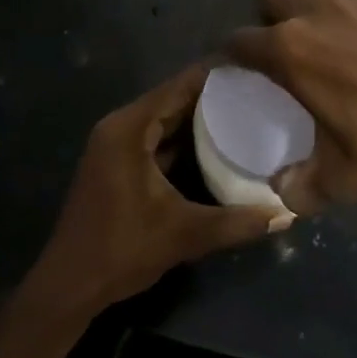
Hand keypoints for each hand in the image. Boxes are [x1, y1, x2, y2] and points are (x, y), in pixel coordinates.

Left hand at [25, 63, 295, 318]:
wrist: (68, 288)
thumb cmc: (121, 250)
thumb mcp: (184, 234)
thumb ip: (237, 222)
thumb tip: (288, 215)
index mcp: (130, 128)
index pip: (181, 85)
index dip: (218, 75)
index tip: (258, 70)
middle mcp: (120, 126)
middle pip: (174, 98)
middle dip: (216, 95)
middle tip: (261, 93)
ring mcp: (116, 145)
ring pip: (167, 119)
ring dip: (202, 118)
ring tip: (249, 113)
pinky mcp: (118, 164)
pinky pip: (158, 138)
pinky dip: (186, 139)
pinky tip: (220, 145)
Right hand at [226, 0, 356, 214]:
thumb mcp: (344, 179)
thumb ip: (301, 188)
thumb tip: (281, 192)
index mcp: (292, 50)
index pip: (239, 39)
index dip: (231, 54)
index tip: (237, 69)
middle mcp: (315, 11)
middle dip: (265, 10)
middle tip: (281, 43)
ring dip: (305, 1)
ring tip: (321, 34)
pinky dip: (345, 6)